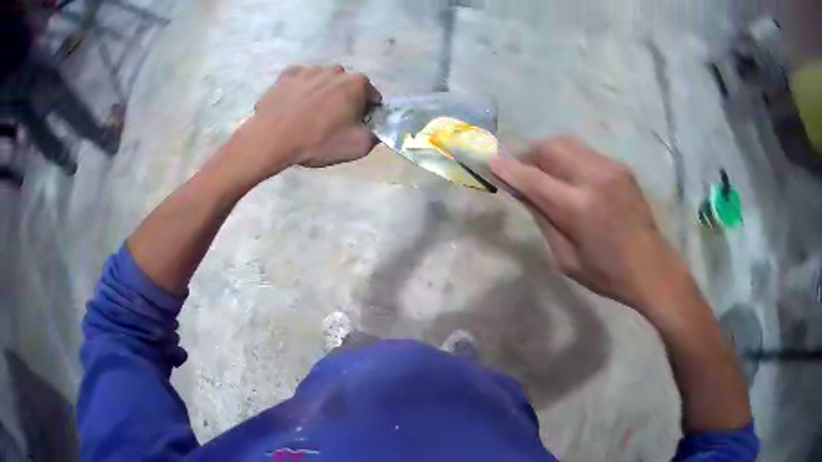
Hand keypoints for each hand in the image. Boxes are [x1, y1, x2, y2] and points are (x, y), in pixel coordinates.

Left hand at [227, 64, 380, 182]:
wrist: (272, 139)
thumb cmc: (318, 141)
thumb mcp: (358, 147)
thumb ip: (375, 134)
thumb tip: (375, 128)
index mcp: (357, 83)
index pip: (371, 97)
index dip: (366, 113)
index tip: (355, 126)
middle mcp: (335, 70)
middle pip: (346, 86)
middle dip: (343, 100)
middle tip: (330, 122)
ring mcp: (309, 69)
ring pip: (322, 82)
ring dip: (321, 94)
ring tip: (308, 116)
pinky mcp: (286, 74)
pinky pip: (300, 81)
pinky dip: (300, 91)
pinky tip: (293, 108)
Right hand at [490, 136, 688, 311]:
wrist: (652, 267)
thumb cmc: (606, 273)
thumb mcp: (566, 258)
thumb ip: (543, 219)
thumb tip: (521, 191)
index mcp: (580, 209)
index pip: (534, 179)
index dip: (509, 169)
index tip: (491, 162)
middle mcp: (595, 178)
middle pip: (550, 148)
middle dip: (528, 154)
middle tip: (520, 171)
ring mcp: (611, 168)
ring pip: (567, 144)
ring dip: (547, 153)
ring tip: (543, 172)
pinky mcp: (620, 167)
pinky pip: (584, 152)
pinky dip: (568, 159)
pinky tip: (570, 178)